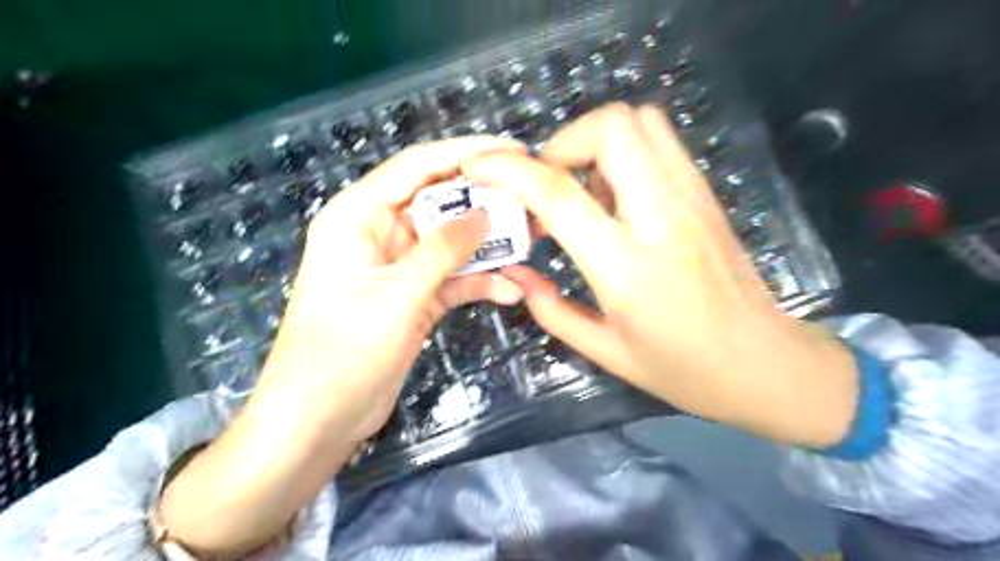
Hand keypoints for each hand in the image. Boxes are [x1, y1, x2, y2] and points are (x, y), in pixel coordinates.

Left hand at [156, 135, 526, 560]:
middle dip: (486, 202)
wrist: (319, 419)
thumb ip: (442, 250)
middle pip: (440, 203)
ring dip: (490, 244)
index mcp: (359, 216)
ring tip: (533, 242)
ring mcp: (401, 268)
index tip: (513, 150)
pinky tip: (511, 291)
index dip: (465, 153)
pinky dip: (480, 281)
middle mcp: (380, 233)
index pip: (417, 167)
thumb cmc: (343, 352)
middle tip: (533, 201)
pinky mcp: (415, 297)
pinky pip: (454, 278)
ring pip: (452, 242)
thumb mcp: (397, 295)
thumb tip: (485, 214)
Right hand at [462, 102, 858, 446]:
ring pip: (639, 121)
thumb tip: (517, 272)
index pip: (558, 192)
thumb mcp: (605, 351)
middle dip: (562, 143)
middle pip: (609, 127)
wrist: (766, 363)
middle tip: (549, 185)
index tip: (480, 167)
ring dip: (595, 141)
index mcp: (626, 266)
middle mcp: (662, 217)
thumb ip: (550, 309)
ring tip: (582, 189)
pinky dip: (624, 150)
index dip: (508, 169)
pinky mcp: (706, 193)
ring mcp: (691, 197)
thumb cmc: (683, 369)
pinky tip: (615, 195)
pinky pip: (659, 142)